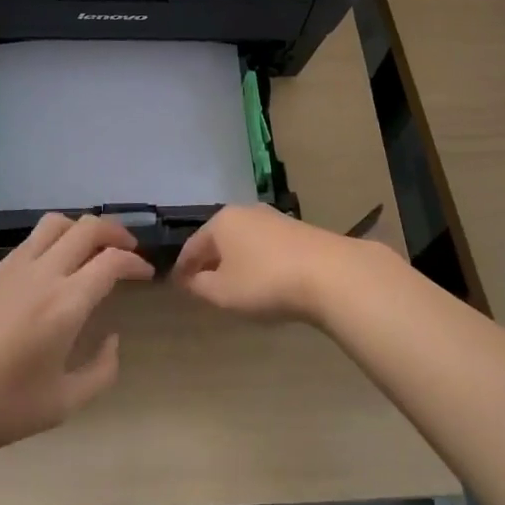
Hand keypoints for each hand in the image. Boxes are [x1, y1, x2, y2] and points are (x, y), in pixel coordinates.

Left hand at [0, 214, 154, 461]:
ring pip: (57, 223)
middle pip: (88, 228)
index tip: (145, 274)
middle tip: (129, 251)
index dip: (135, 262)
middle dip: (116, 232)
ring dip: (83, 228)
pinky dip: (56, 239)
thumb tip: (113, 340)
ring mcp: (14, 267)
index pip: (111, 261)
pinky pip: (33, 240)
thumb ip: (100, 372)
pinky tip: (56, 265)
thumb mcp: (61, 405)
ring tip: (94, 248)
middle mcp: (44, 273)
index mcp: (66, 303)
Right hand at [173, 204, 382, 324]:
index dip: (183, 267)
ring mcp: (274, 218)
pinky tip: (262, 278)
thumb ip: (200, 286)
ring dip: (235, 260)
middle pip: (219, 238)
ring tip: (232, 283)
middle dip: (209, 260)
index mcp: (222, 221)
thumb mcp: (223, 292)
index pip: (193, 245)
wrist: (328, 273)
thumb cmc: (264, 282)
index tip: (177, 284)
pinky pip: (265, 246)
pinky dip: (257, 260)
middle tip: (202, 283)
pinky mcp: (297, 230)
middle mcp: (245, 211)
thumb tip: (190, 279)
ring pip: (243, 240)